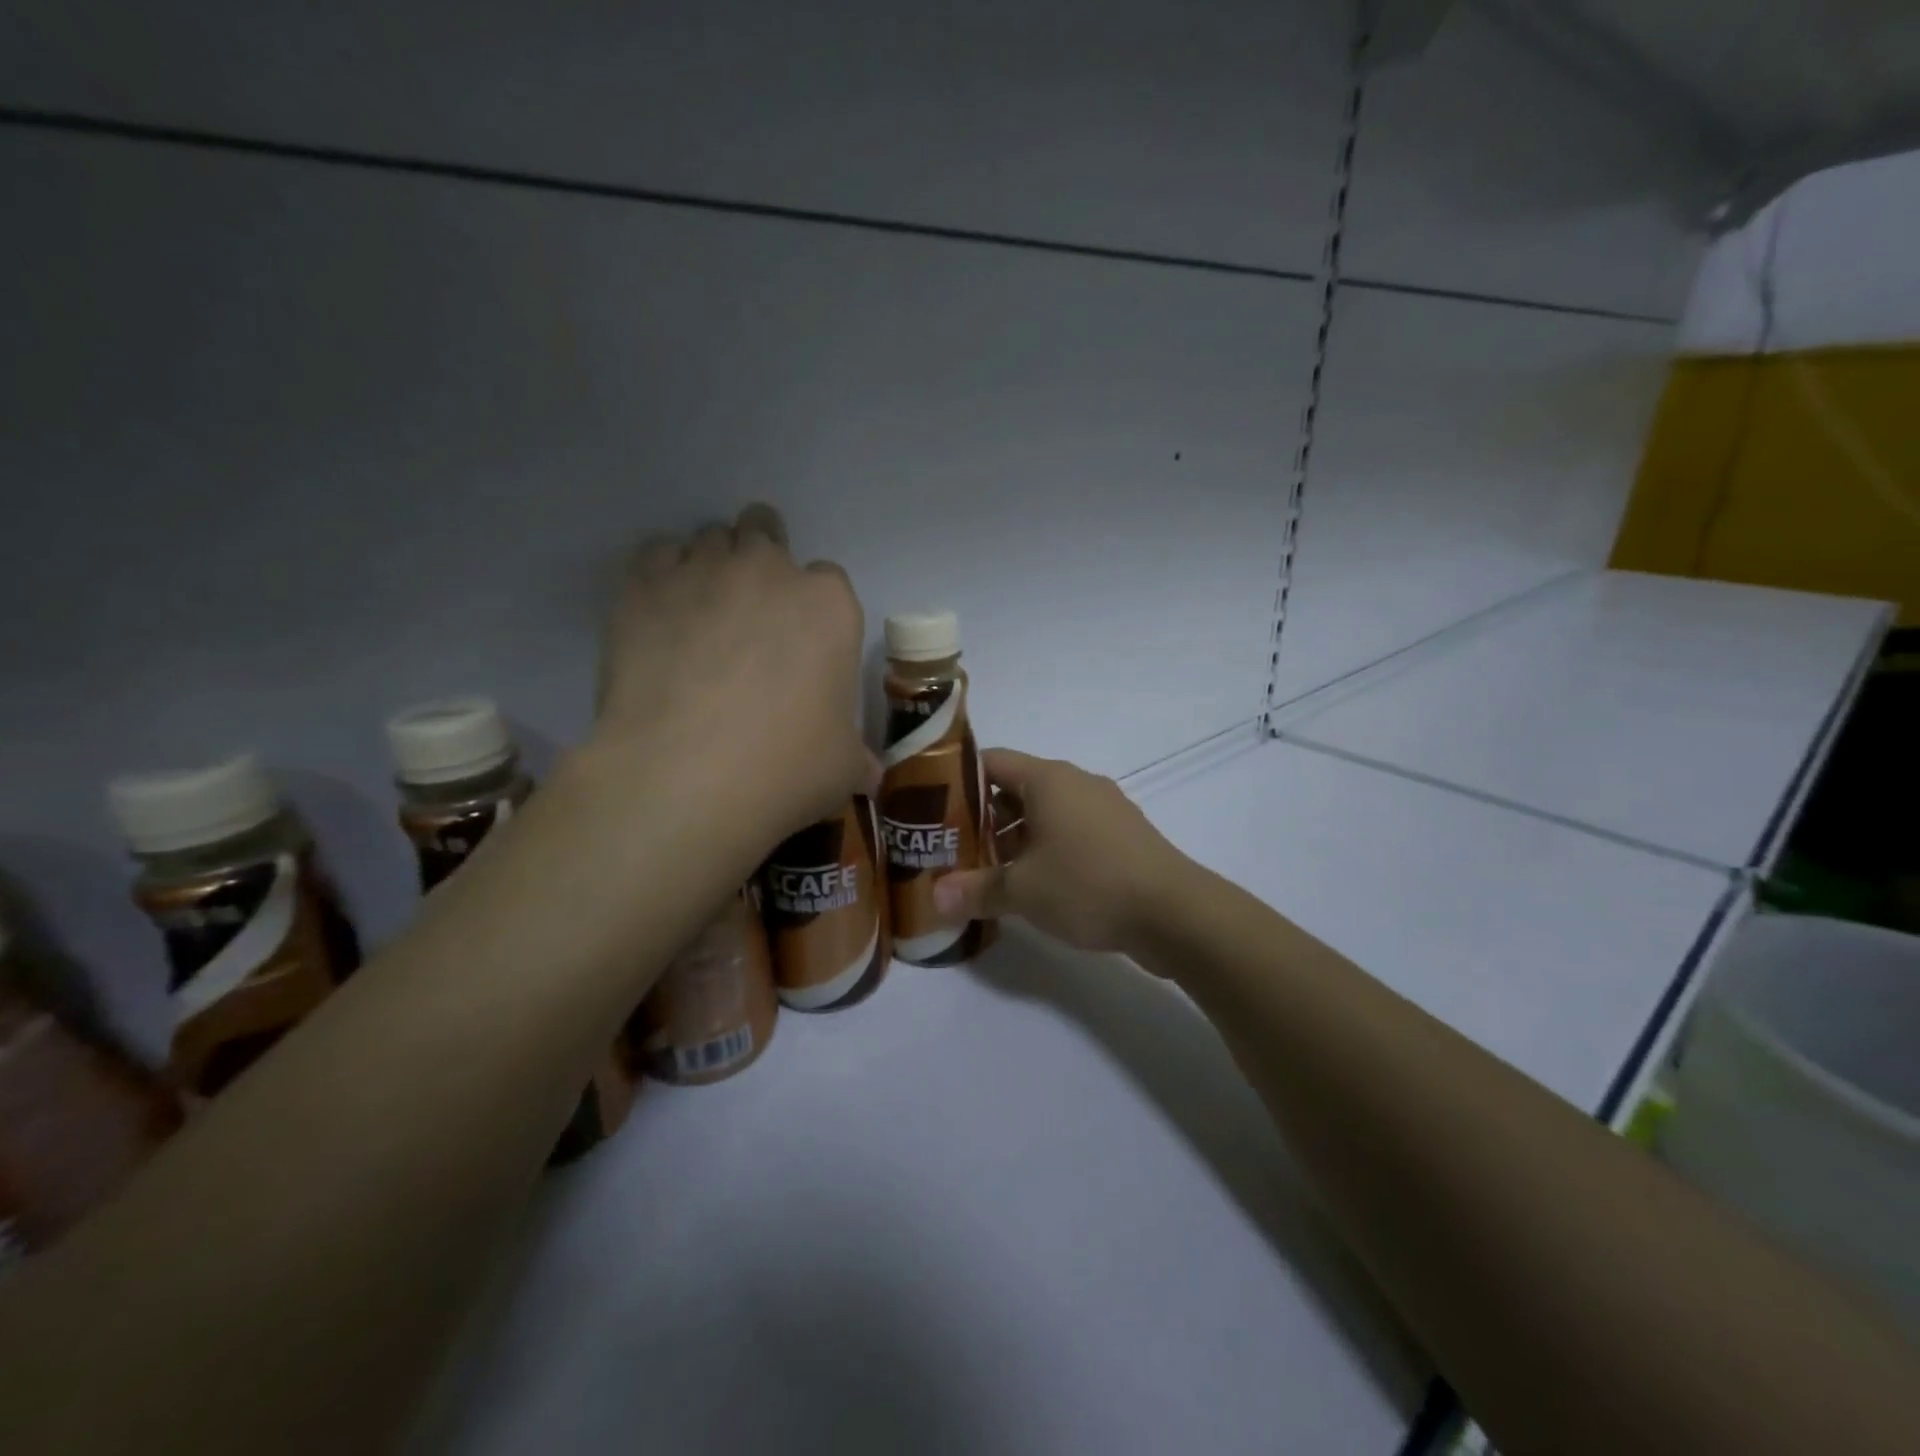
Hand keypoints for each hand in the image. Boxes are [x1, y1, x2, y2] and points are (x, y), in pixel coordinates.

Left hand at [592, 503, 877, 843]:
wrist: (684, 777)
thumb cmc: (784, 767)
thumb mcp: (843, 768)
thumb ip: (856, 756)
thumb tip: (867, 771)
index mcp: (829, 606)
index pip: (830, 580)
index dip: (816, 608)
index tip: (803, 641)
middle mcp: (769, 572)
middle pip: (767, 534)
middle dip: (763, 559)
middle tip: (752, 606)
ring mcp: (703, 571)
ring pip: (711, 537)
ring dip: (713, 563)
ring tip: (704, 607)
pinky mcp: (643, 586)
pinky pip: (656, 553)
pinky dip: (663, 572)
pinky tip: (662, 609)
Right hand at [932, 749, 1192, 955]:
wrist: (1175, 913)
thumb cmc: (1089, 885)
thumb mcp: (1023, 891)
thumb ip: (975, 890)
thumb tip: (934, 897)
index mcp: (1048, 779)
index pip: (991, 761)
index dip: (958, 780)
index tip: (932, 808)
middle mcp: (1076, 783)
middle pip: (1016, 789)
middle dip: (983, 818)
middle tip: (953, 848)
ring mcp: (1104, 808)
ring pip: (1045, 813)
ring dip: (1015, 838)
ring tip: (988, 872)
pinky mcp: (1122, 836)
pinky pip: (1071, 832)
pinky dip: (1047, 850)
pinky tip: (1034, 885)